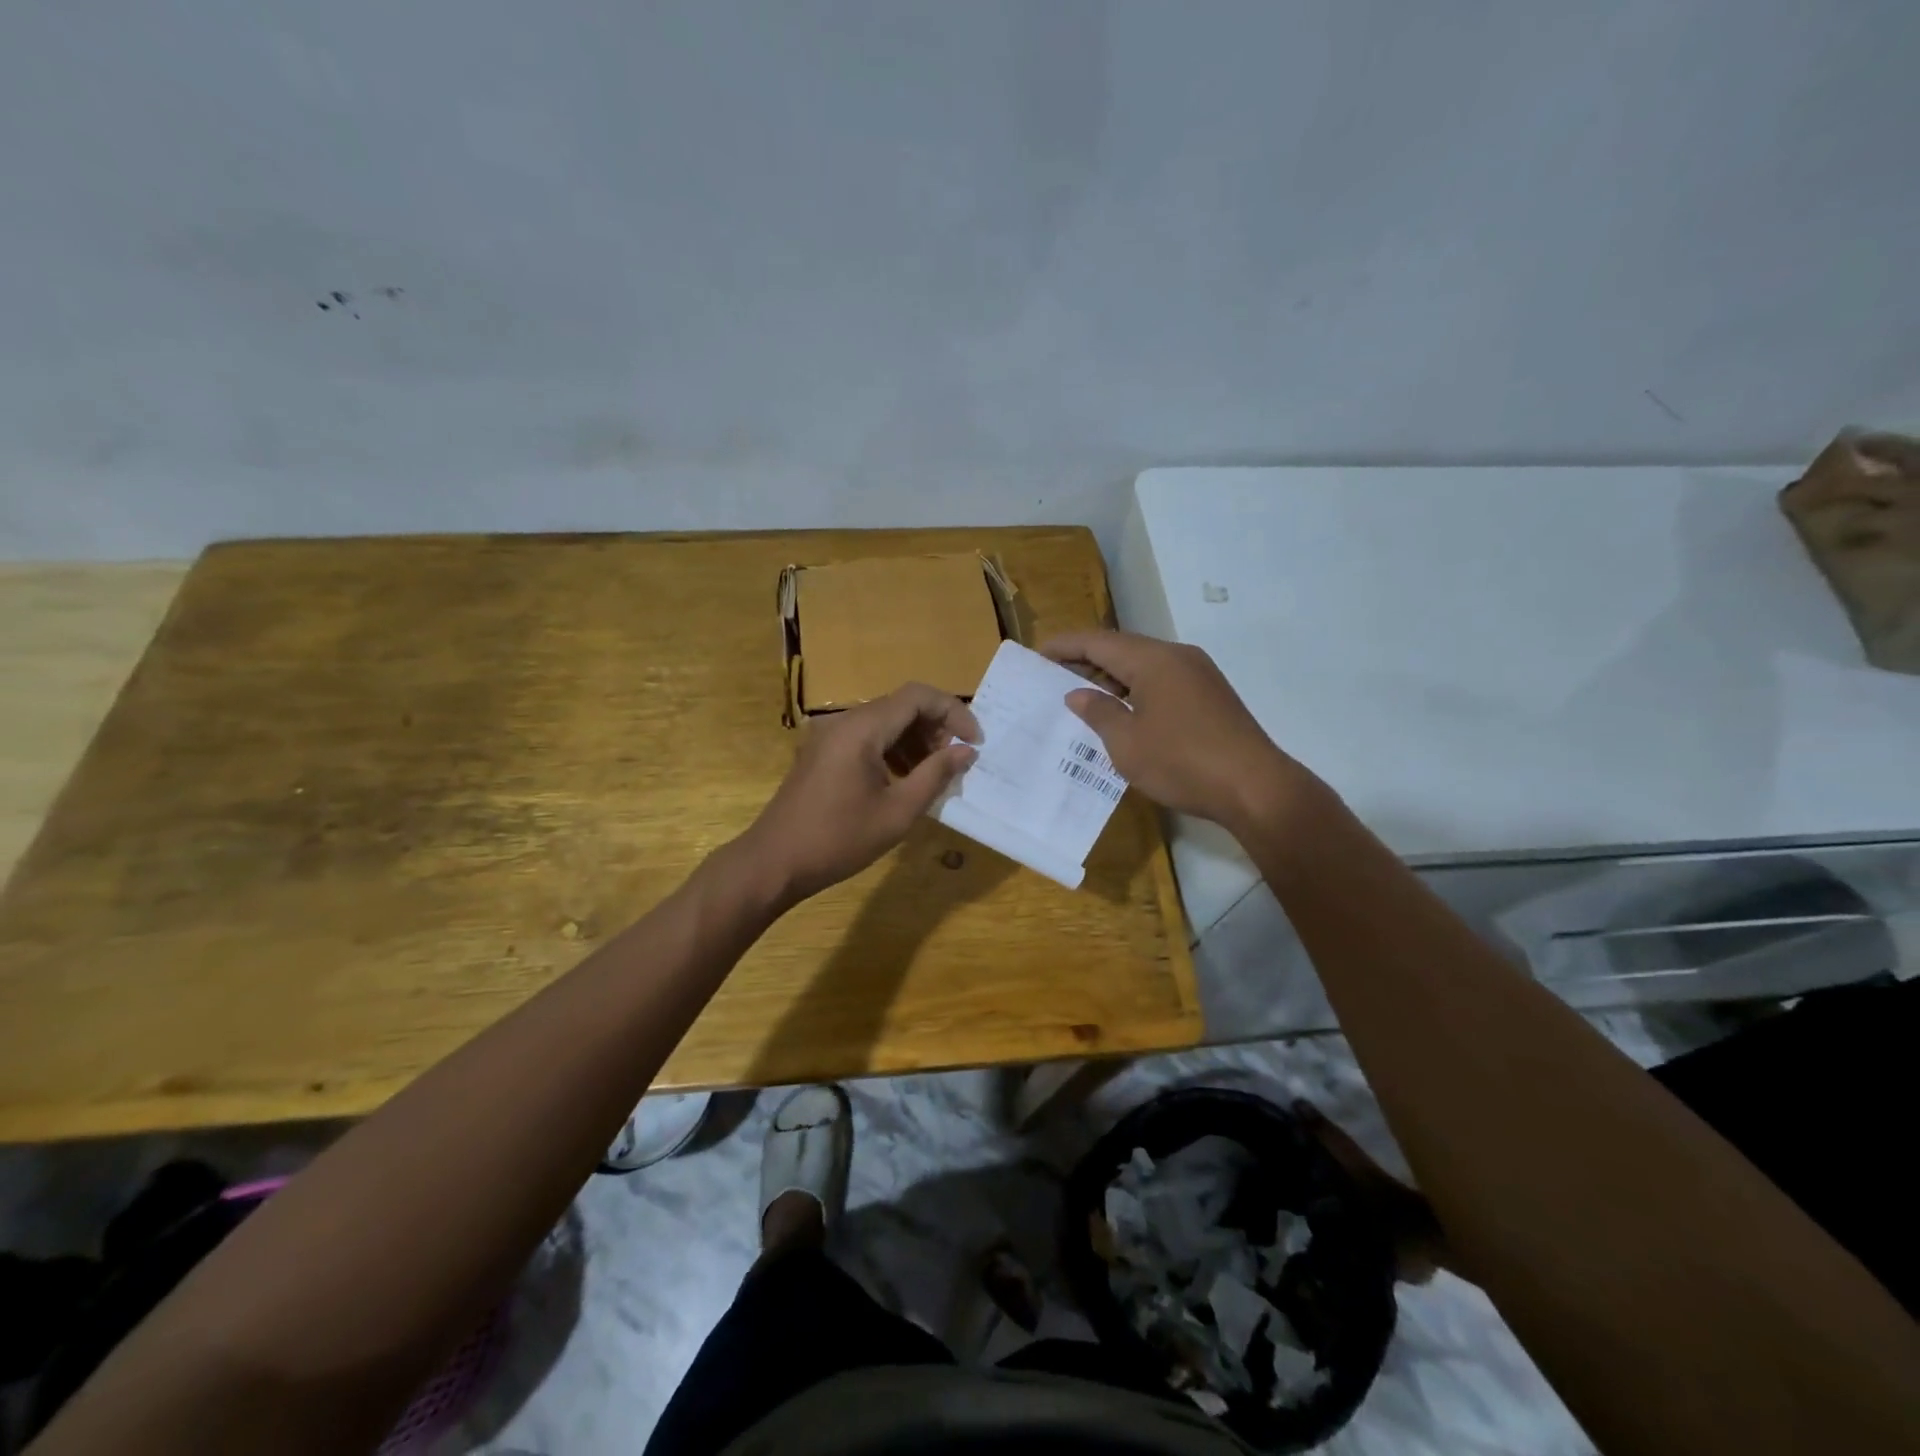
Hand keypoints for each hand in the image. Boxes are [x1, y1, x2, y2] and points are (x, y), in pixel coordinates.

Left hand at [740, 683, 980, 905]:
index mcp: (862, 728)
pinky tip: (904, 779)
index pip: (918, 696)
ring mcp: (829, 735)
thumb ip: (935, 775)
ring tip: (935, 773)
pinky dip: (892, 750)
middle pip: (901, 705)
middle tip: (957, 761)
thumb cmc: (839, 840)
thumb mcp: (897, 811)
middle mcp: (844, 721)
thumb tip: (966, 751)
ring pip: (885, 721)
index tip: (975, 742)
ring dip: (915, 739)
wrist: (774, 862)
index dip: (954, 712)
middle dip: (936, 727)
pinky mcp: (823, 752)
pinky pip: (867, 737)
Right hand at [1040, 629, 1305, 830]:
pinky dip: (1135, 691)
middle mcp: (1177, 657)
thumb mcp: (1127, 742)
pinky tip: (1121, 714)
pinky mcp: (1210, 696)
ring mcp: (1199, 675)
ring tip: (1080, 697)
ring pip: (1144, 666)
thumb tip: (1077, 694)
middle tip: (1052, 677)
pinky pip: (1162, 682)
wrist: (1255, 787)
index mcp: (1153, 660)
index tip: (1037, 654)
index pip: (1098, 642)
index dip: (1065, 646)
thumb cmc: (1181, 762)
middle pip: (1122, 649)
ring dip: (1111, 678)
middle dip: (1085, 661)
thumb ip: (1098, 712)